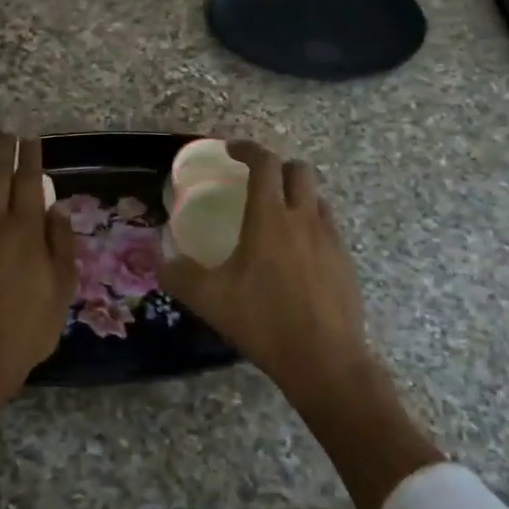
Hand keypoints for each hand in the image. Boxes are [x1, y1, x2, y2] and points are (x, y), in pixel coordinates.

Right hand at [159, 141, 371, 403]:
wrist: (324, 360)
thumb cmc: (263, 321)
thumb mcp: (209, 299)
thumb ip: (178, 275)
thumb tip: (162, 262)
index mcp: (269, 218)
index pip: (264, 164)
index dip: (247, 149)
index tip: (232, 150)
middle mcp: (303, 218)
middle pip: (299, 170)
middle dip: (277, 167)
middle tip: (257, 182)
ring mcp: (330, 239)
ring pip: (317, 198)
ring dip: (297, 196)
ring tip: (276, 218)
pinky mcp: (345, 262)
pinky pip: (328, 228)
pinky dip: (310, 225)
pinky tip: (296, 255)